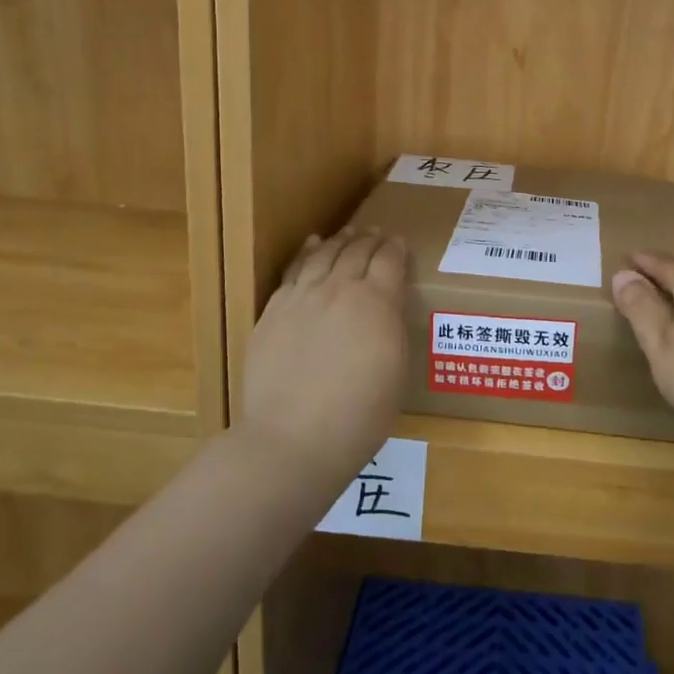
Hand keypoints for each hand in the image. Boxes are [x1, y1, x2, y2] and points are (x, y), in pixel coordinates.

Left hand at [239, 230, 409, 482]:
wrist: (293, 440)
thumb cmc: (359, 416)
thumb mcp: (396, 370)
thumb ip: (391, 328)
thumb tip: (386, 309)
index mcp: (377, 302)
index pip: (389, 260)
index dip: (396, 248)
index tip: (400, 242)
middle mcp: (339, 289)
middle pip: (357, 251)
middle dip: (370, 239)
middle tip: (377, 233)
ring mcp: (302, 298)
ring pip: (324, 254)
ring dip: (340, 240)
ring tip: (348, 233)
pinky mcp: (273, 311)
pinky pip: (293, 271)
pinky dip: (307, 253)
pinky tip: (312, 247)